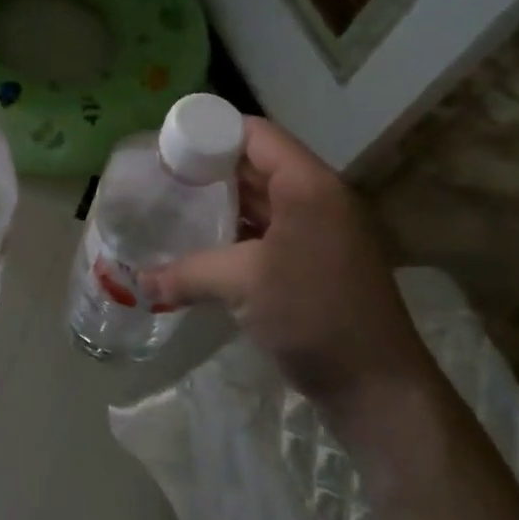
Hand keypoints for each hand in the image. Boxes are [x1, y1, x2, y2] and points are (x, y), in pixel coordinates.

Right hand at [140, 118, 434, 414]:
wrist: (379, 387)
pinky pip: (270, 228)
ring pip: (263, 198)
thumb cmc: (314, 315)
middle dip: (210, 167)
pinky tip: (204, 242)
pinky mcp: (316, 260)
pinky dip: (238, 229)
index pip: (255, 134)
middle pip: (258, 163)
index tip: (169, 145)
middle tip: (163, 174)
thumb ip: (187, 272)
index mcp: (308, 185)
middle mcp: (317, 197)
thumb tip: (139, 280)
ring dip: (223, 200)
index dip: (212, 132)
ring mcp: (320, 230)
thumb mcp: (243, 284)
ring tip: (176, 203)